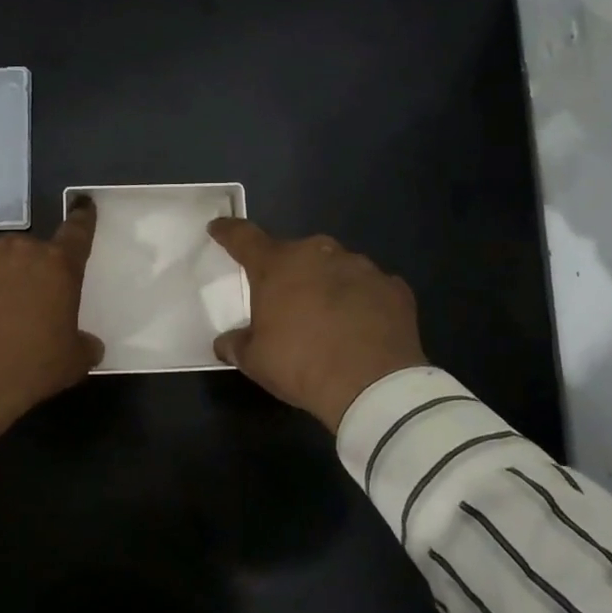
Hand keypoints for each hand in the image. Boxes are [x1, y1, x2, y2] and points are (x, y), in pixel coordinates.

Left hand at [0, 200, 104, 436]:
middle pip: (25, 252)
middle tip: (20, 307)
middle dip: (25, 272)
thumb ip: (84, 345)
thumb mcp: (70, 364)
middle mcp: (14, 248)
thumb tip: (89, 344)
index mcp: (55, 265)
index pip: (77, 233)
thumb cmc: (26, 368)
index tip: (83, 206)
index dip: (82, 220)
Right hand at [208, 219, 427, 432]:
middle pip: (295, 254)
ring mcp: (360, 266)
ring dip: (327, 284)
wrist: (373, 385)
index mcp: (277, 265)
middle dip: (288, 271)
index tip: (218, 227)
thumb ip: (236, 344)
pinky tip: (362, 327)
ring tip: (329, 318)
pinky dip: (362, 301)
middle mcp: (318, 254)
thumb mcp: (255, 361)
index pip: (244, 237)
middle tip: (287, 301)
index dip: (228, 232)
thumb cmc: (301, 365)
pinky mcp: (393, 286)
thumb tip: (226, 342)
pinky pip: (369, 288)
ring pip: (334, 267)